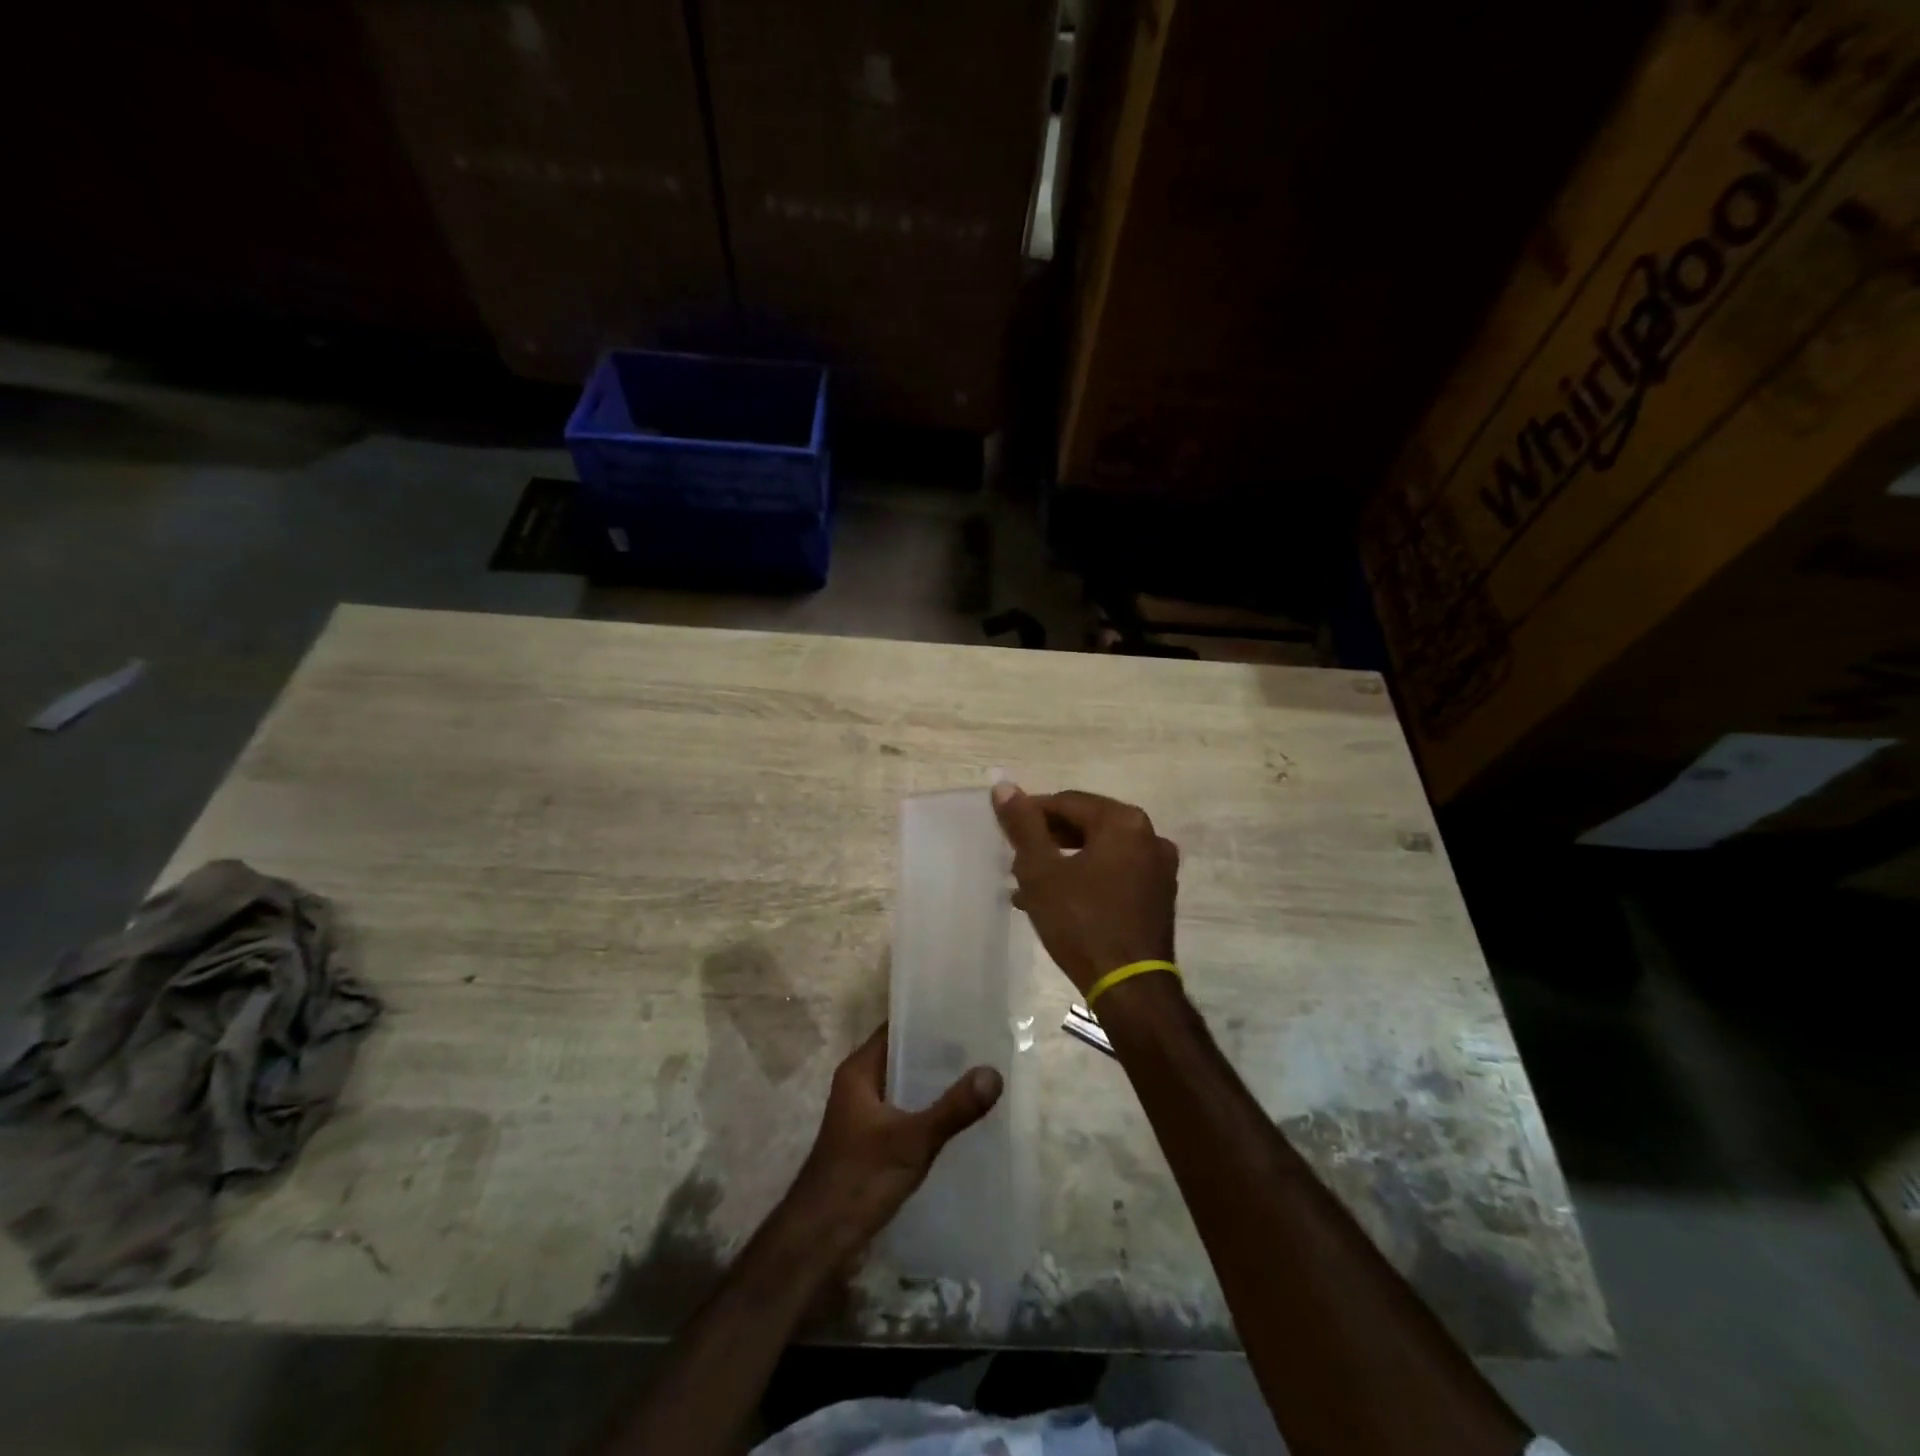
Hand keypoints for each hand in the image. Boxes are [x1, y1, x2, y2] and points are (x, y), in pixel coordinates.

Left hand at [785, 1025, 1002, 1259]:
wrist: (820, 1240)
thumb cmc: (860, 1178)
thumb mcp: (912, 1141)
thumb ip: (953, 1109)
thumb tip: (993, 1073)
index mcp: (859, 1070)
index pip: (895, 1027)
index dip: (927, 1017)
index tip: (965, 1011)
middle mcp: (859, 1084)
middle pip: (902, 1054)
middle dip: (938, 1050)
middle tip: (981, 1042)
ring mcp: (864, 1112)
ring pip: (904, 1083)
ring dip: (933, 1080)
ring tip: (976, 1073)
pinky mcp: (872, 1138)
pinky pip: (904, 1108)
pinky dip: (926, 1106)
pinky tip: (956, 1114)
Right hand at [991, 783, 1179, 994]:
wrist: (1130, 987)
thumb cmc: (1081, 922)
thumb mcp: (1041, 871)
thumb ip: (1023, 825)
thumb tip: (1003, 785)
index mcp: (1123, 821)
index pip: (1066, 802)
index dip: (1031, 814)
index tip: (1005, 833)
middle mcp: (1149, 836)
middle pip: (1086, 824)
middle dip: (1047, 840)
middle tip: (1015, 860)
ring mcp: (1159, 868)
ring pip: (1099, 851)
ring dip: (1063, 862)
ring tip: (1027, 885)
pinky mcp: (1159, 896)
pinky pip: (1115, 873)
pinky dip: (1086, 878)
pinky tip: (1056, 902)